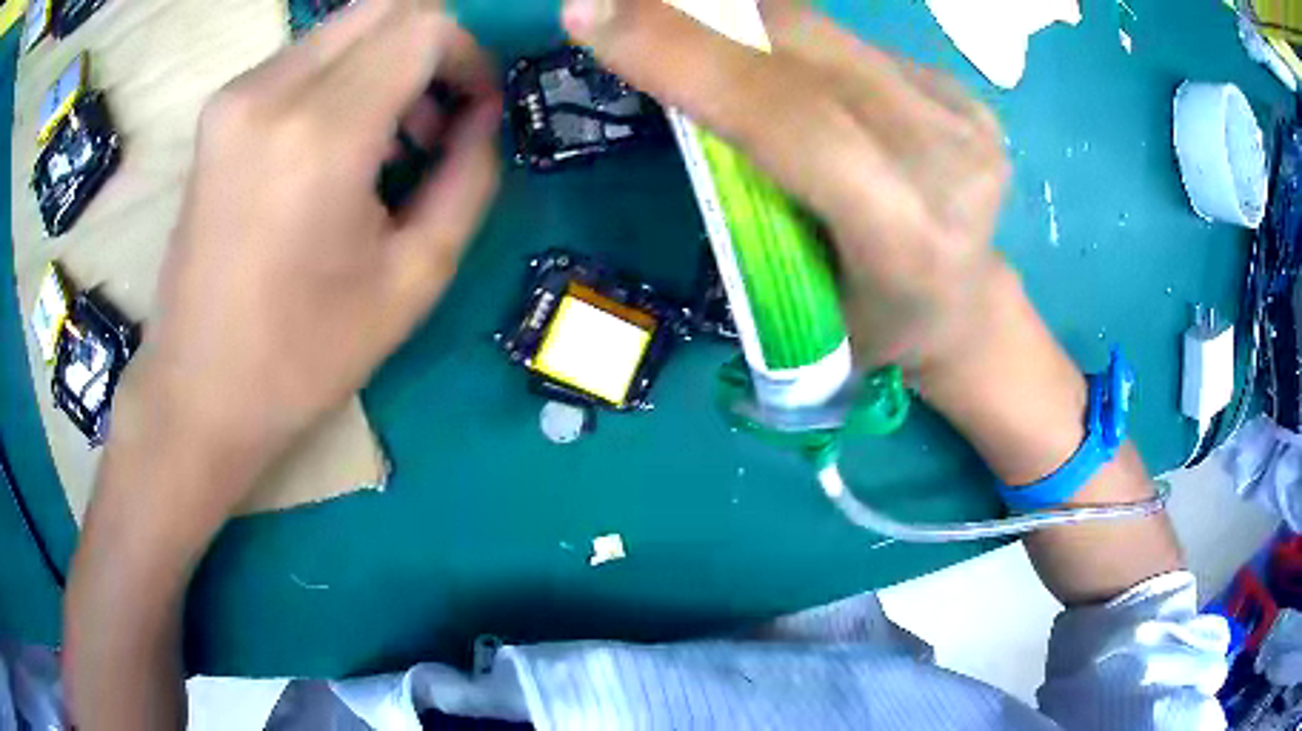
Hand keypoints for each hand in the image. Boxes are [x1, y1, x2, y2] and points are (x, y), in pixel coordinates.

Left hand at [132, 0, 500, 480]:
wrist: (197, 392)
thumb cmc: (303, 355)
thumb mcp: (413, 278)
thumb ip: (469, 178)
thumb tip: (484, 116)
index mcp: (320, 133)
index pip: (424, 26)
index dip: (469, 55)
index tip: (474, 110)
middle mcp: (270, 91)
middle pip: (385, 9)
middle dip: (432, 48)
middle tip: (439, 117)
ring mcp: (235, 95)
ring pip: (344, 27)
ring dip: (386, 62)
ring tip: (390, 141)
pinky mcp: (218, 111)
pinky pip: (305, 57)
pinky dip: (343, 78)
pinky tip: (338, 145)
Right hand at [563, 0, 1009, 372]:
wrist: (967, 304)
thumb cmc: (872, 326)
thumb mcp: (795, 304)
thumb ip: (747, 199)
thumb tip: (683, 90)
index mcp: (906, 239)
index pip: (789, 120)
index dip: (686, 55)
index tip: (590, 14)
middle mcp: (945, 161)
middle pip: (802, 50)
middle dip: (695, 15)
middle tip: (615, 3)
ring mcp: (960, 115)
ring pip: (821, 34)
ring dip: (736, 19)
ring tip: (676, 20)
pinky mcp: (960, 90)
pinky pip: (847, 45)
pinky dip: (785, 40)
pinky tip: (764, 58)